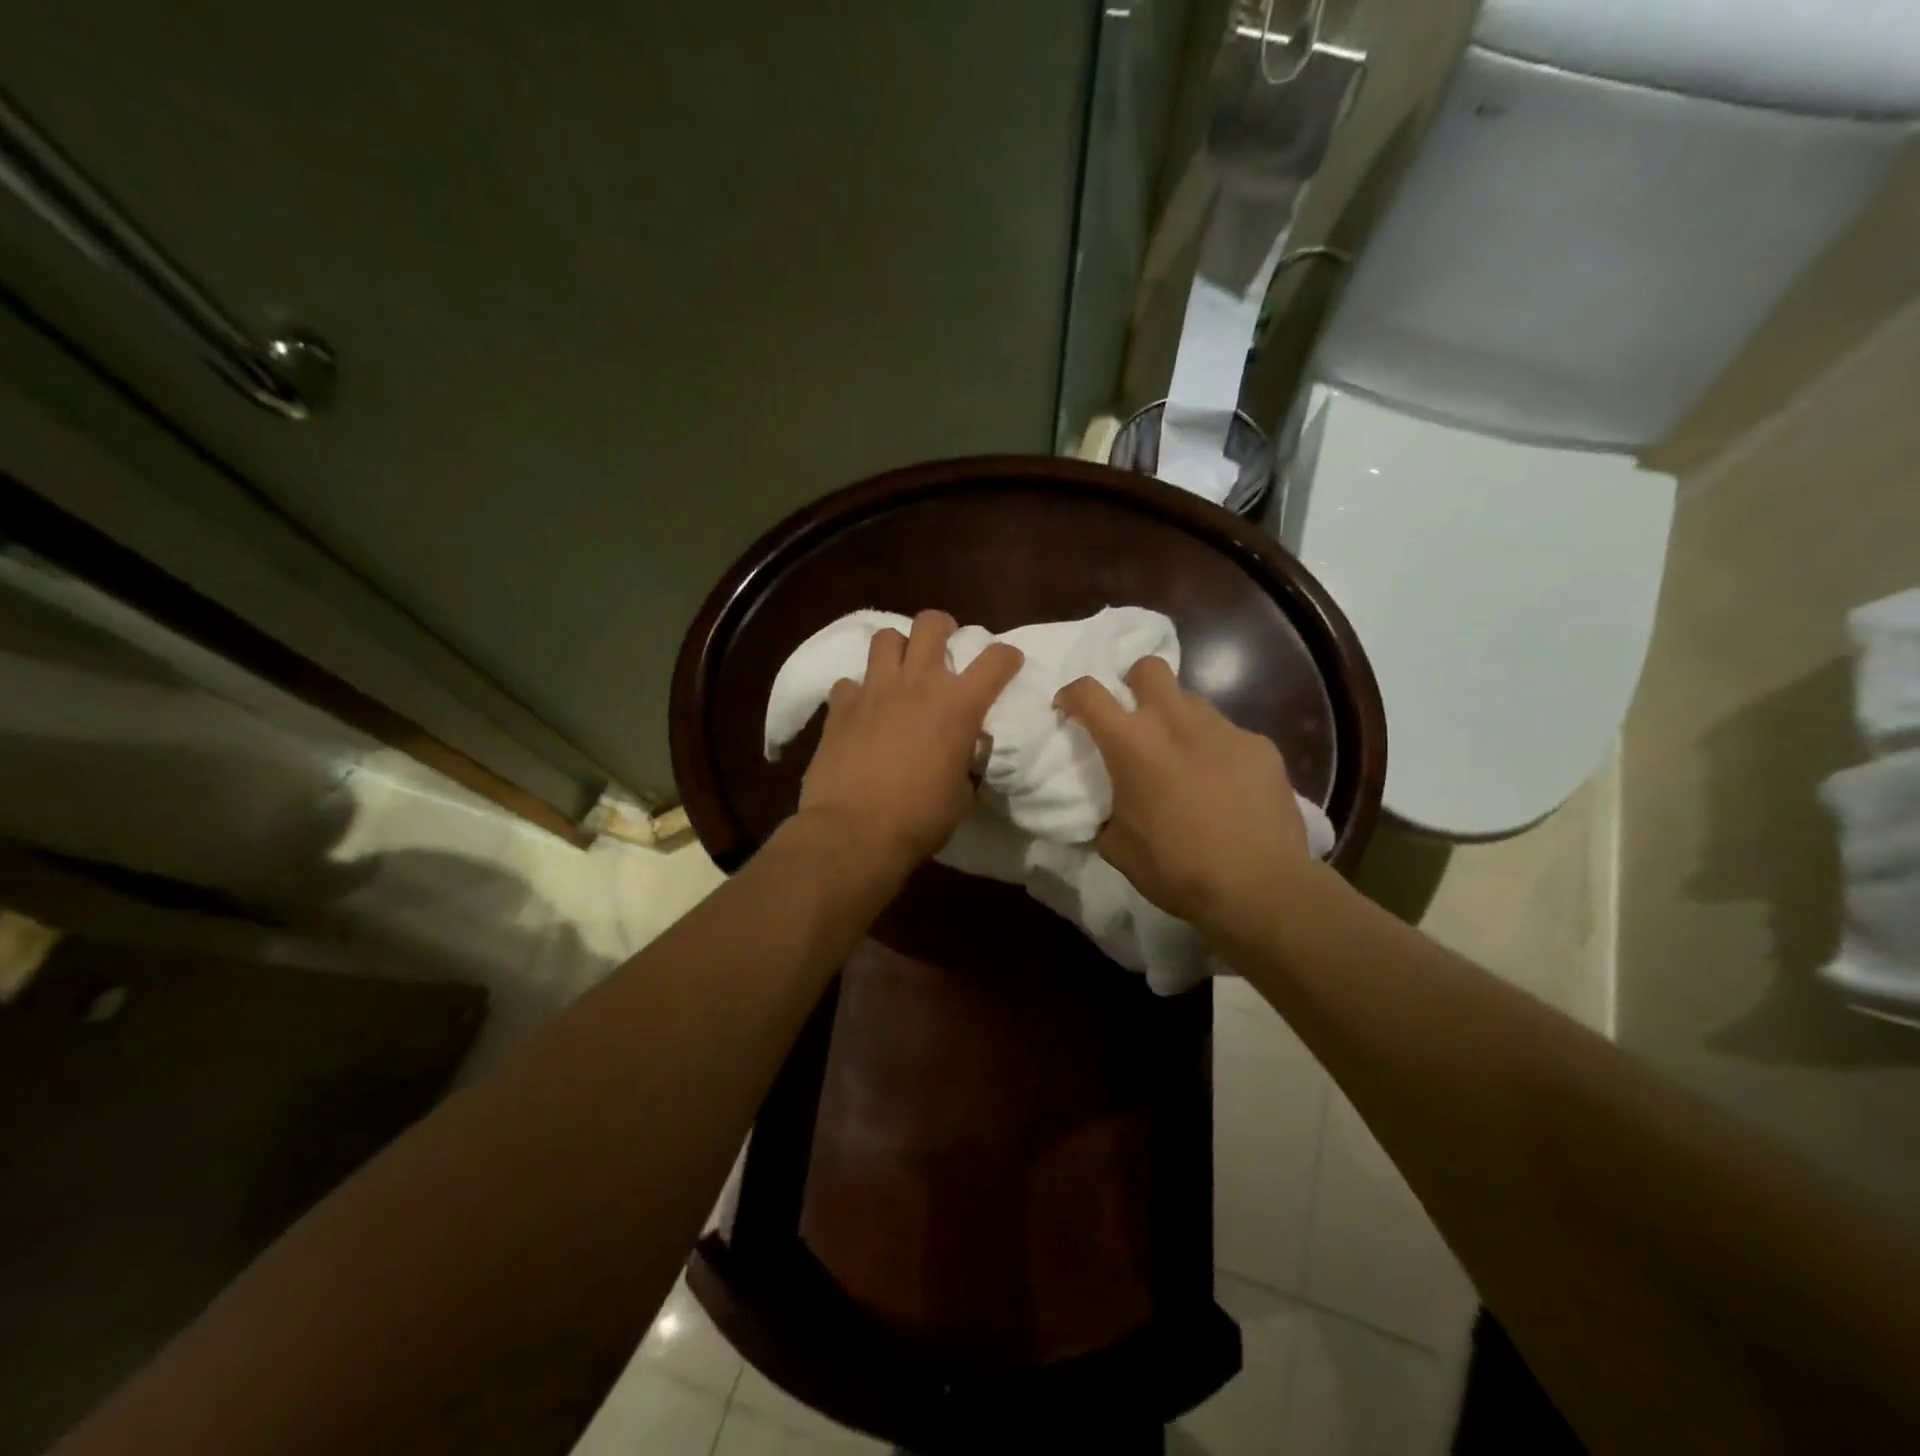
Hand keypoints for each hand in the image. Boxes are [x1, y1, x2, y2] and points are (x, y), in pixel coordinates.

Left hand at [797, 610, 1023, 871]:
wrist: (854, 832)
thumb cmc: (919, 819)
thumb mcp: (963, 793)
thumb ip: (968, 761)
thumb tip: (965, 751)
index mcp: (958, 705)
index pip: (996, 659)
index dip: (1007, 657)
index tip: (1007, 664)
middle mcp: (918, 683)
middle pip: (931, 622)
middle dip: (943, 628)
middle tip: (944, 649)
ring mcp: (874, 689)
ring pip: (886, 637)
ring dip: (898, 649)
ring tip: (900, 671)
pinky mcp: (839, 705)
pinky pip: (850, 681)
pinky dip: (859, 691)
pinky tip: (862, 710)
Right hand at [1055, 656, 1314, 943]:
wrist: (1258, 886)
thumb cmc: (1176, 868)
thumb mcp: (1117, 847)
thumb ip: (1104, 814)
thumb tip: (1105, 808)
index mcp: (1132, 744)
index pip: (1089, 692)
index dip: (1072, 694)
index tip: (1069, 709)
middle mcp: (1175, 722)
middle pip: (1149, 667)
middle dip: (1134, 683)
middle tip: (1134, 718)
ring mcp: (1223, 729)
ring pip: (1191, 701)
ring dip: (1177, 719)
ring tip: (1184, 757)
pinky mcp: (1260, 745)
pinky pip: (1229, 734)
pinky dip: (1217, 750)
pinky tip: (1226, 786)